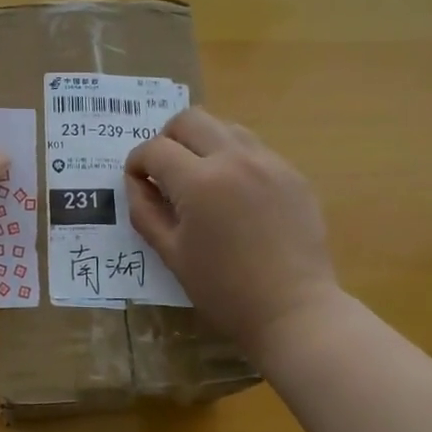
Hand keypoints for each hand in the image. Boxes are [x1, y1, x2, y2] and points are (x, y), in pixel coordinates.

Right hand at [125, 108, 340, 363]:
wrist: (294, 311)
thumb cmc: (224, 290)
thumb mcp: (171, 254)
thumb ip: (145, 211)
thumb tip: (136, 182)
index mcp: (199, 182)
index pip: (154, 149)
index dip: (137, 163)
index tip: (138, 181)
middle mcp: (235, 158)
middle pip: (189, 119)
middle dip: (167, 139)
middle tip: (165, 171)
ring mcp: (269, 162)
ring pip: (225, 127)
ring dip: (202, 143)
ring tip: (200, 178)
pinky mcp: (292, 174)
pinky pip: (254, 148)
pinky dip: (233, 158)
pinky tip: (234, 194)